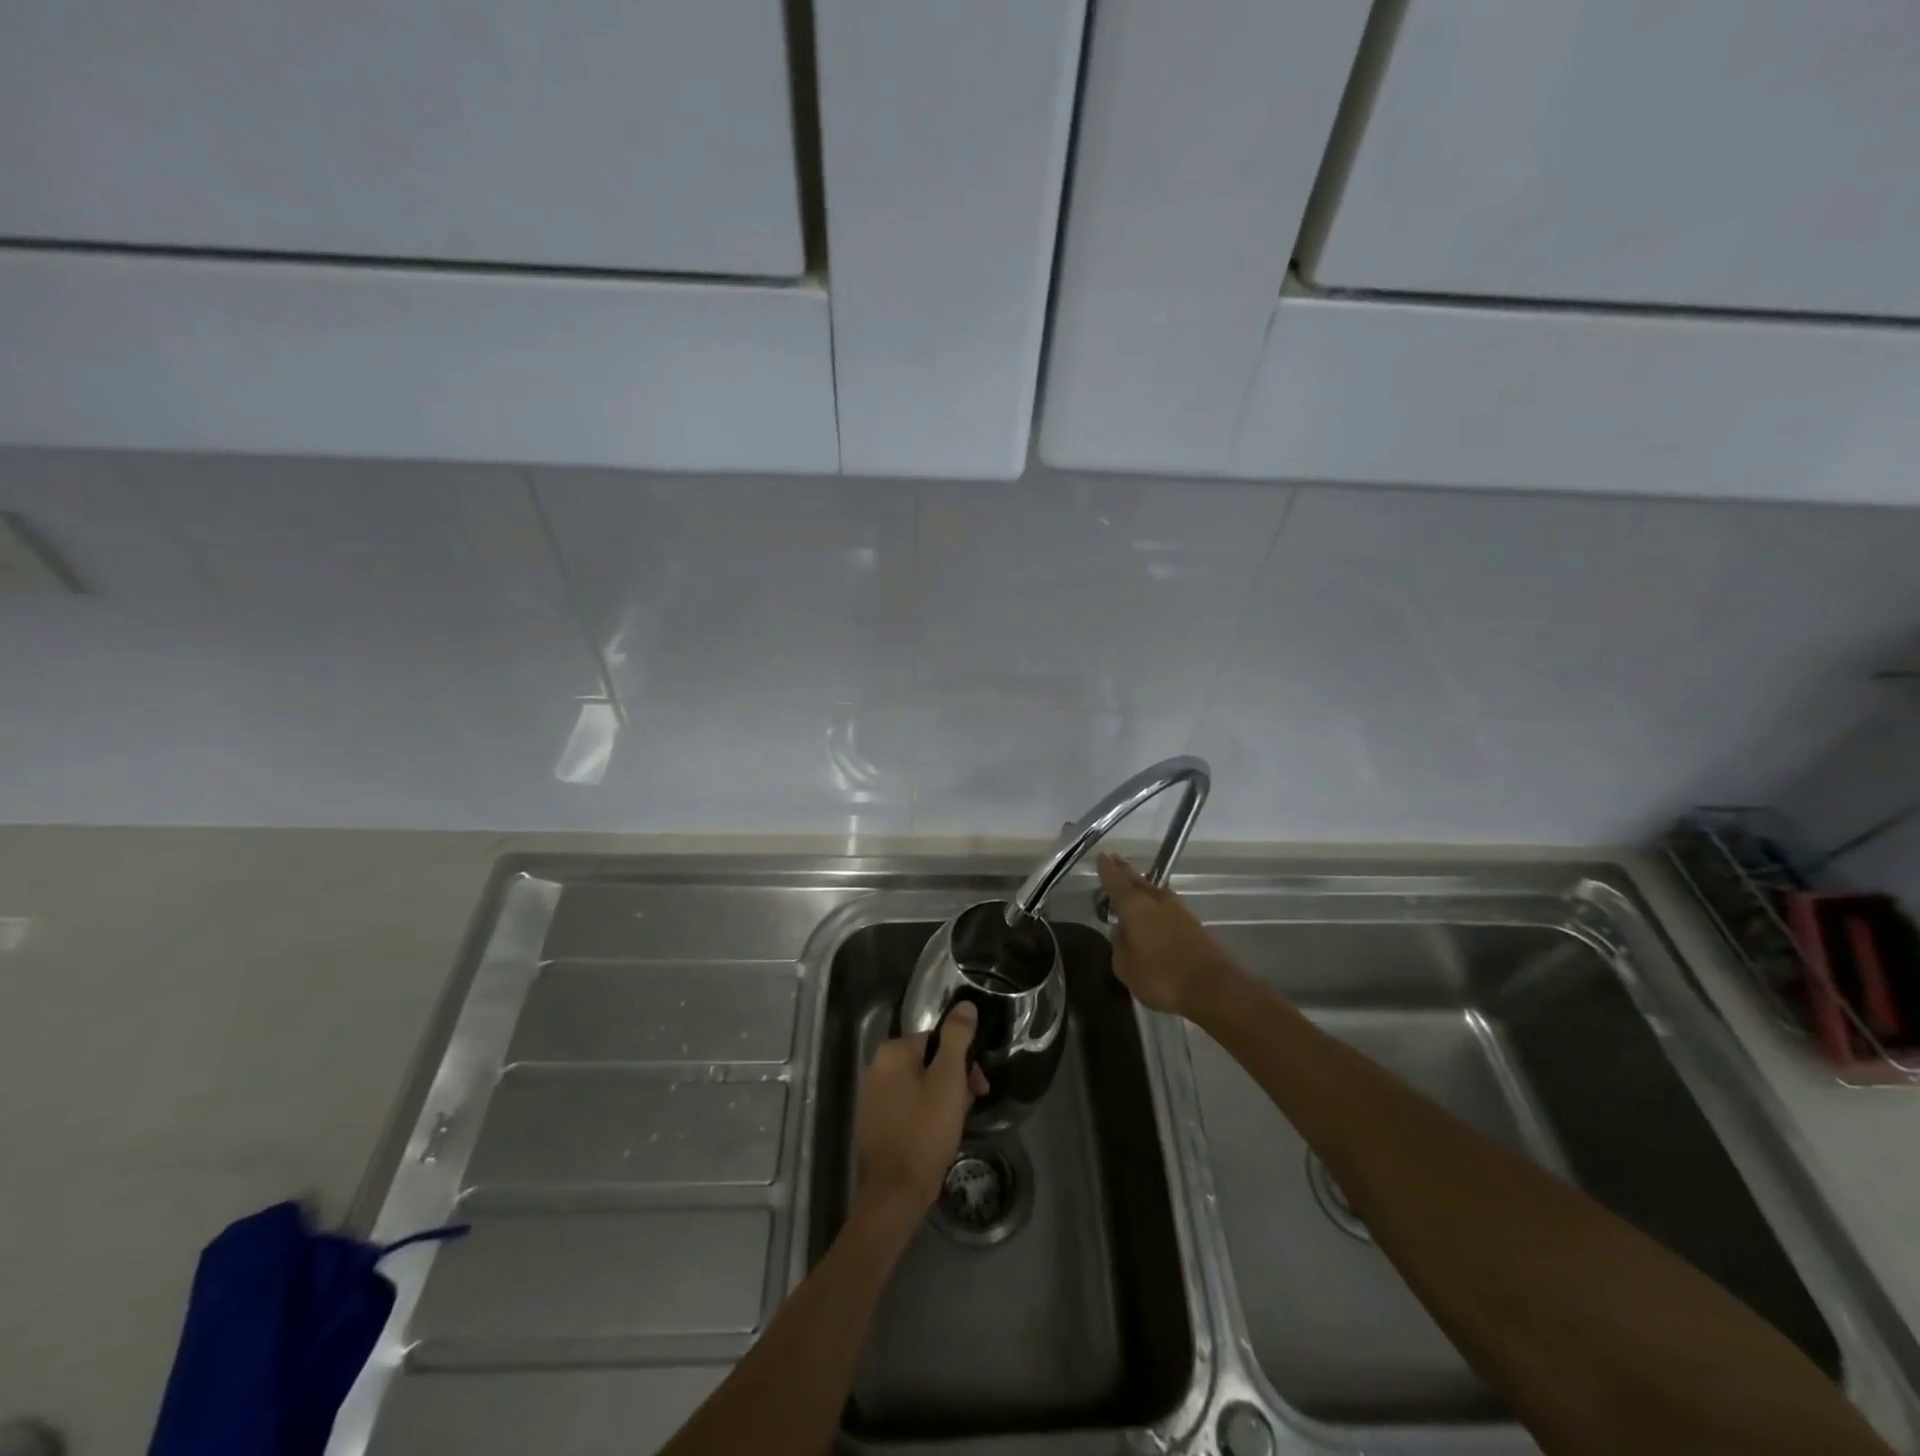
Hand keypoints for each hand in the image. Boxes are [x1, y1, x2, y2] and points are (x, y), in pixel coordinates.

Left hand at [854, 1003, 988, 1224]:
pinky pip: (906, 1106)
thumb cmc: (925, 1130)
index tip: (978, 1086)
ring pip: (918, 1085)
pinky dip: (924, 1113)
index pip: (937, 1040)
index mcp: (892, 1052)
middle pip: (927, 1062)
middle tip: (970, 1106)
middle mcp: (876, 1067)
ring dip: (941, 1098)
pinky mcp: (872, 1122)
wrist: (895, 1192)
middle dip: (953, 1080)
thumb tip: (965, 1005)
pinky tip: (936, 1135)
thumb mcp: (949, 1079)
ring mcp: (871, 1097)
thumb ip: (957, 1038)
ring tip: (955, 1124)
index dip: (963, 1061)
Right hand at [1097, 853, 1238, 1016]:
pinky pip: (1167, 905)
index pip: (1116, 881)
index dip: (1107, 869)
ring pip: (1154, 891)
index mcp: (1134, 906)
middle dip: (1124, 871)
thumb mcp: (1125, 966)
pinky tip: (1153, 909)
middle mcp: (1156, 900)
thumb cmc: (1161, 976)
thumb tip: (1122, 930)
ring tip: (1132, 882)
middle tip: (1114, 860)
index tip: (1102, 855)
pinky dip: (1155, 903)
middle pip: (1137, 880)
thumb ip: (1119, 944)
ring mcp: (1178, 910)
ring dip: (1142, 885)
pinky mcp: (1193, 924)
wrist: (1212, 986)